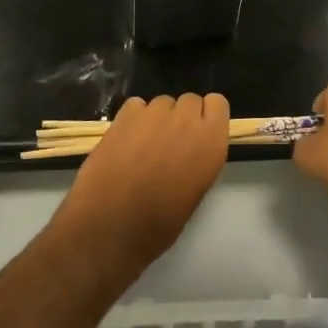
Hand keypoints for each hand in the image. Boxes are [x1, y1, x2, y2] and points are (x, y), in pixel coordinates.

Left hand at [56, 93, 230, 276]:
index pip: (218, 103)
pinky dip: (133, 119)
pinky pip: (136, 105)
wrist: (109, 227)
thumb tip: (189, 150)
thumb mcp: (194, 193)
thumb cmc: (157, 225)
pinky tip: (125, 141)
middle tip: (169, 143)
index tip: (198, 134)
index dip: (206, 116)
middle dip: (182, 117)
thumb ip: (198, 159)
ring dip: (157, 118)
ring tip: (144, 145)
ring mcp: (154, 114)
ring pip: (162, 102)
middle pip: (190, 100)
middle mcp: (186, 121)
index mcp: (211, 143)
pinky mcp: (124, 115)